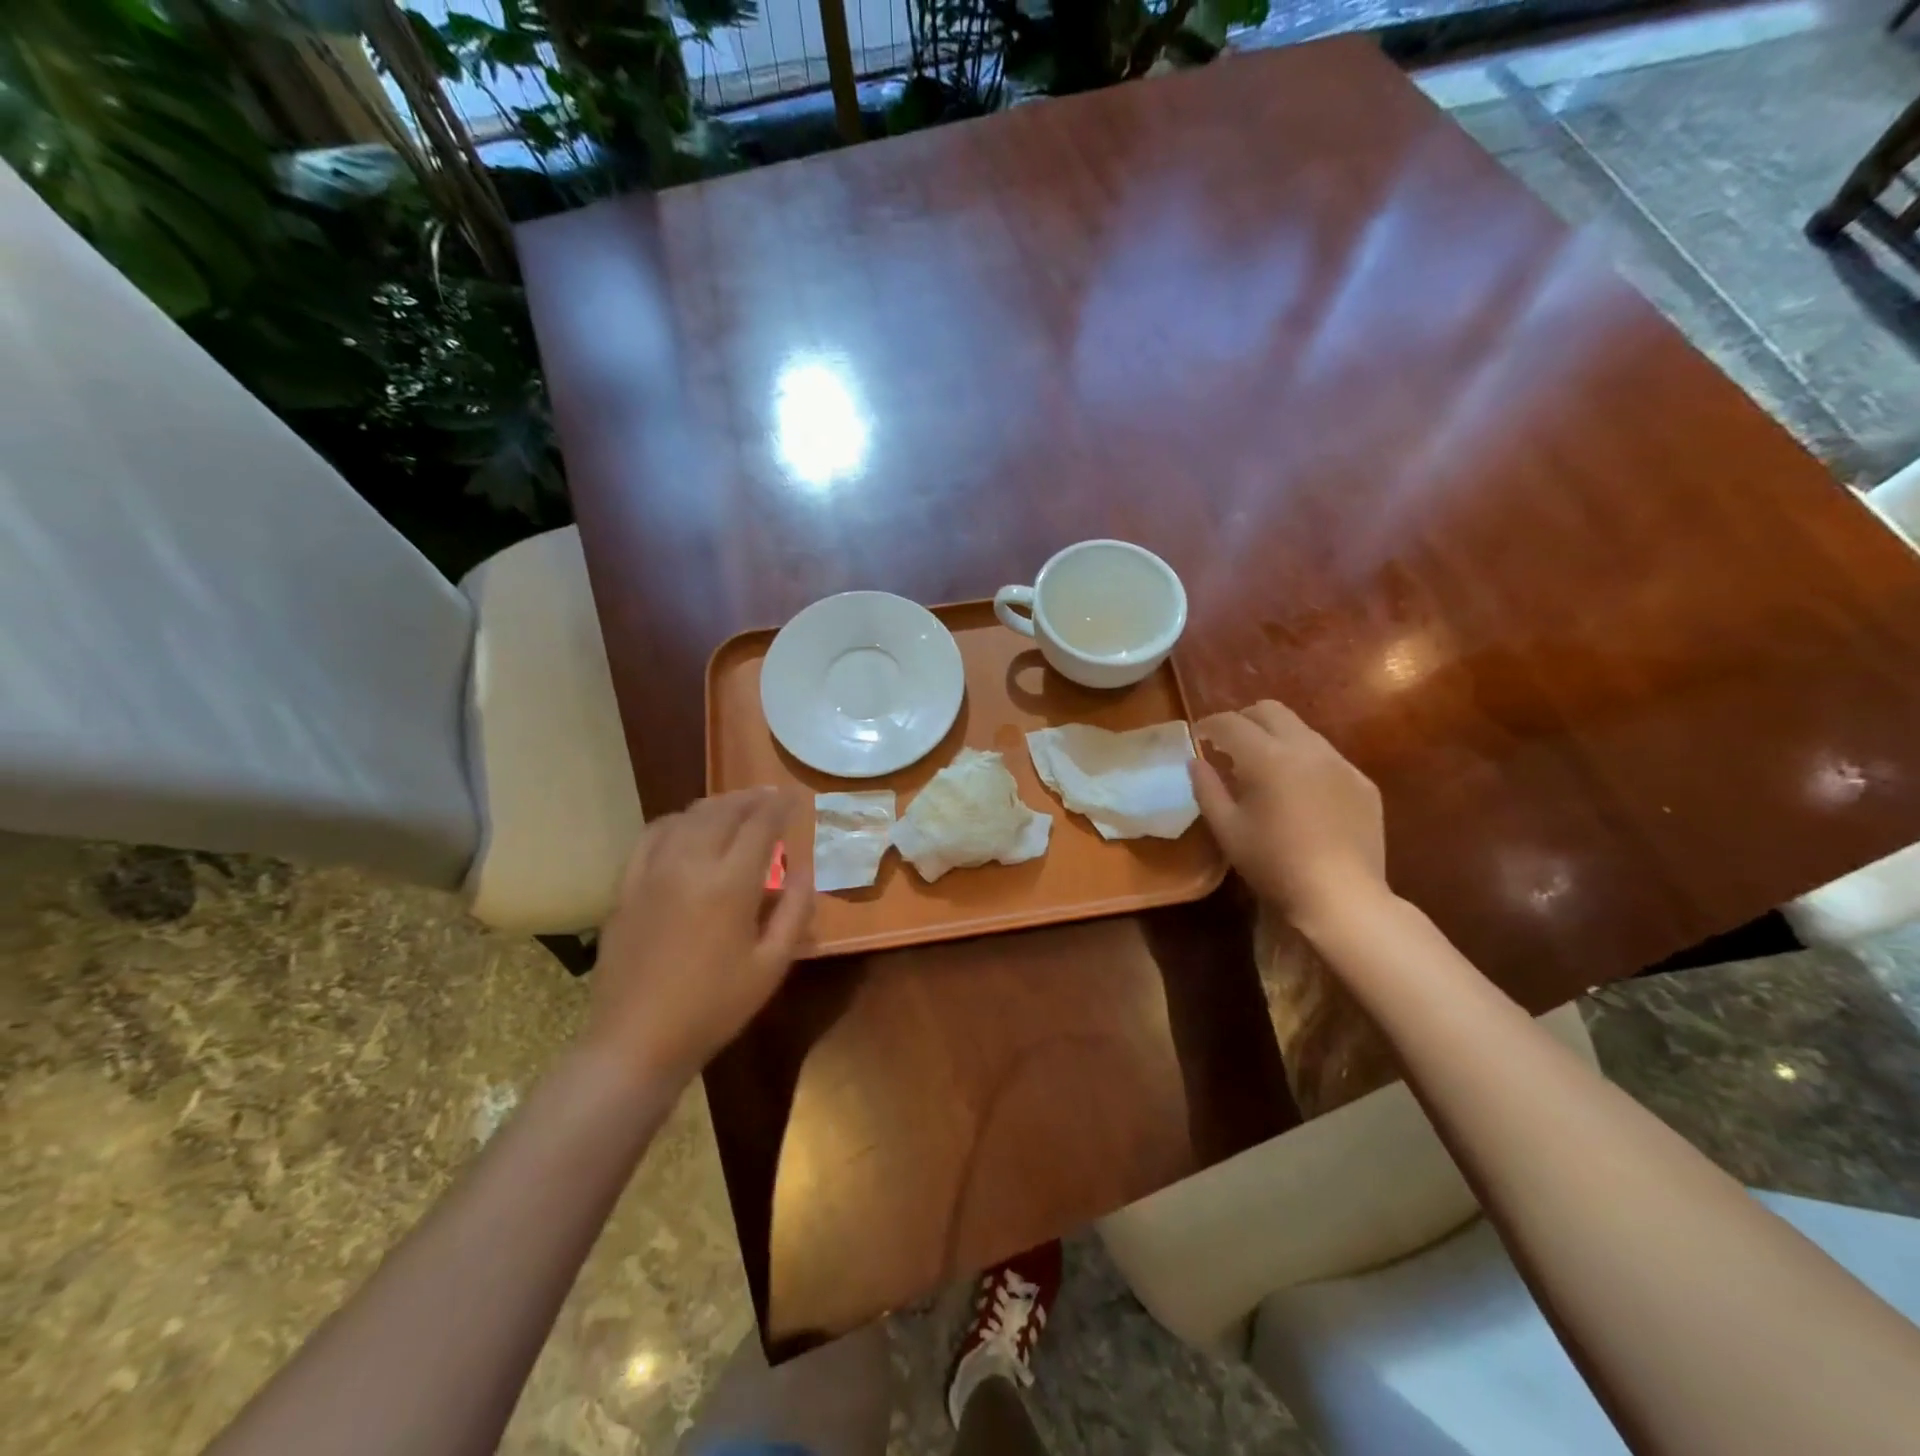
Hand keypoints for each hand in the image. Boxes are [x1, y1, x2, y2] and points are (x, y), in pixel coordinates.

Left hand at [585, 788, 811, 1088]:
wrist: (636, 1041)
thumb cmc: (714, 1008)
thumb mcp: (771, 965)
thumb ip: (796, 910)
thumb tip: (806, 868)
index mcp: (730, 885)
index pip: (761, 825)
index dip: (781, 806)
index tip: (795, 796)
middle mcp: (690, 864)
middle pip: (723, 811)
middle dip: (751, 798)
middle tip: (770, 796)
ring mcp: (652, 872)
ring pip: (688, 817)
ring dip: (717, 805)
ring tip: (735, 807)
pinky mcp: (626, 886)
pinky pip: (652, 835)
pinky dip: (677, 821)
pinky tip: (686, 826)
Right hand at [1189, 700, 1386, 927]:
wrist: (1342, 896)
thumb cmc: (1274, 864)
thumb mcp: (1227, 829)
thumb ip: (1207, 788)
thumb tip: (1195, 762)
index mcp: (1268, 757)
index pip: (1231, 723)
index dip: (1209, 725)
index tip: (1198, 737)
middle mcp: (1307, 748)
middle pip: (1270, 711)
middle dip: (1244, 720)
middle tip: (1229, 744)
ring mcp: (1340, 763)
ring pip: (1302, 730)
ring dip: (1276, 738)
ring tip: (1263, 768)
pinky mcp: (1362, 783)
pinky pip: (1327, 757)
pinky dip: (1304, 761)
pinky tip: (1299, 792)